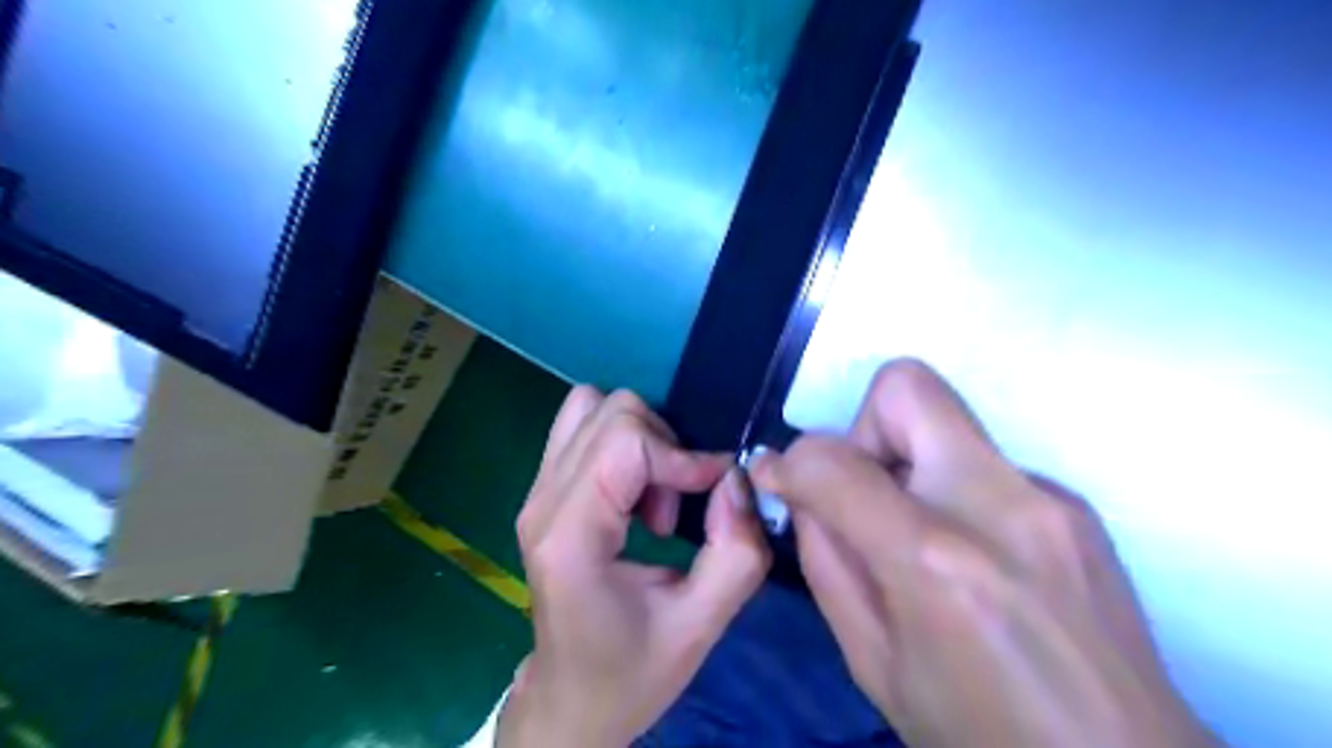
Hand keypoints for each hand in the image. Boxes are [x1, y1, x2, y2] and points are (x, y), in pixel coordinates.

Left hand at [498, 389, 769, 745]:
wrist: (571, 700)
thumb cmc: (631, 672)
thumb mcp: (700, 626)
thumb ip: (735, 553)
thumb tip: (736, 479)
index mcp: (571, 535)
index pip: (625, 441)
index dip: (682, 455)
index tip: (717, 490)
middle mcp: (542, 501)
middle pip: (610, 412)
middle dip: (662, 447)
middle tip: (675, 507)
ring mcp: (535, 492)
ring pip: (591, 407)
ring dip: (640, 439)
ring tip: (654, 497)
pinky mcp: (542, 492)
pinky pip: (583, 428)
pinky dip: (622, 444)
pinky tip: (635, 495)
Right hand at [747, 359, 1214, 746]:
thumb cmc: (983, 737)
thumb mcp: (873, 665)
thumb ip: (828, 564)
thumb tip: (807, 496)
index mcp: (938, 563)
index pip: (833, 462)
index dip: (790, 463)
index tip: (779, 480)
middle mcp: (1000, 507)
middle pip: (906, 388)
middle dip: (861, 430)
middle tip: (863, 497)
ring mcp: (1050, 498)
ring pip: (945, 420)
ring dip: (906, 463)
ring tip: (917, 540)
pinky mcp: (1075, 505)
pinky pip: (981, 463)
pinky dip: (950, 490)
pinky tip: (970, 559)